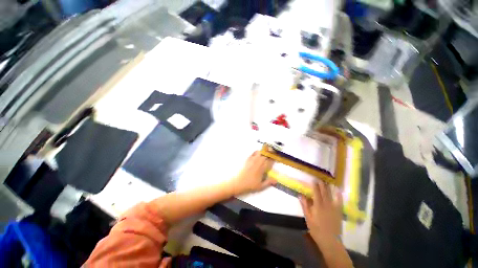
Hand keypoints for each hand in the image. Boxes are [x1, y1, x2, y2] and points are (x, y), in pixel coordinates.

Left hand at [230, 151, 275, 194]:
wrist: (238, 182)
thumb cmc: (250, 185)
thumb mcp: (260, 186)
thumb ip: (268, 182)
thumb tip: (276, 181)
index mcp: (262, 168)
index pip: (270, 161)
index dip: (273, 158)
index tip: (276, 157)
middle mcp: (258, 162)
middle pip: (266, 154)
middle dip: (270, 153)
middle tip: (272, 152)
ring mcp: (253, 160)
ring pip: (260, 152)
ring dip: (264, 151)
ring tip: (266, 151)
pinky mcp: (248, 159)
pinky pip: (254, 153)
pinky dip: (257, 152)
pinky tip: (257, 154)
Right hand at [300, 180, 342, 245]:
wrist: (330, 241)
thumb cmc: (316, 229)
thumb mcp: (308, 218)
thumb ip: (305, 206)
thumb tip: (301, 195)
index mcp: (318, 206)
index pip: (316, 192)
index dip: (314, 185)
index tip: (313, 180)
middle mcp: (326, 204)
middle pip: (324, 192)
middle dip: (321, 184)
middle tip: (319, 178)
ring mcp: (334, 208)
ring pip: (331, 195)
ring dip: (328, 187)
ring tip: (326, 181)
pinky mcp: (339, 212)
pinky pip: (339, 202)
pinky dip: (339, 195)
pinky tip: (338, 191)